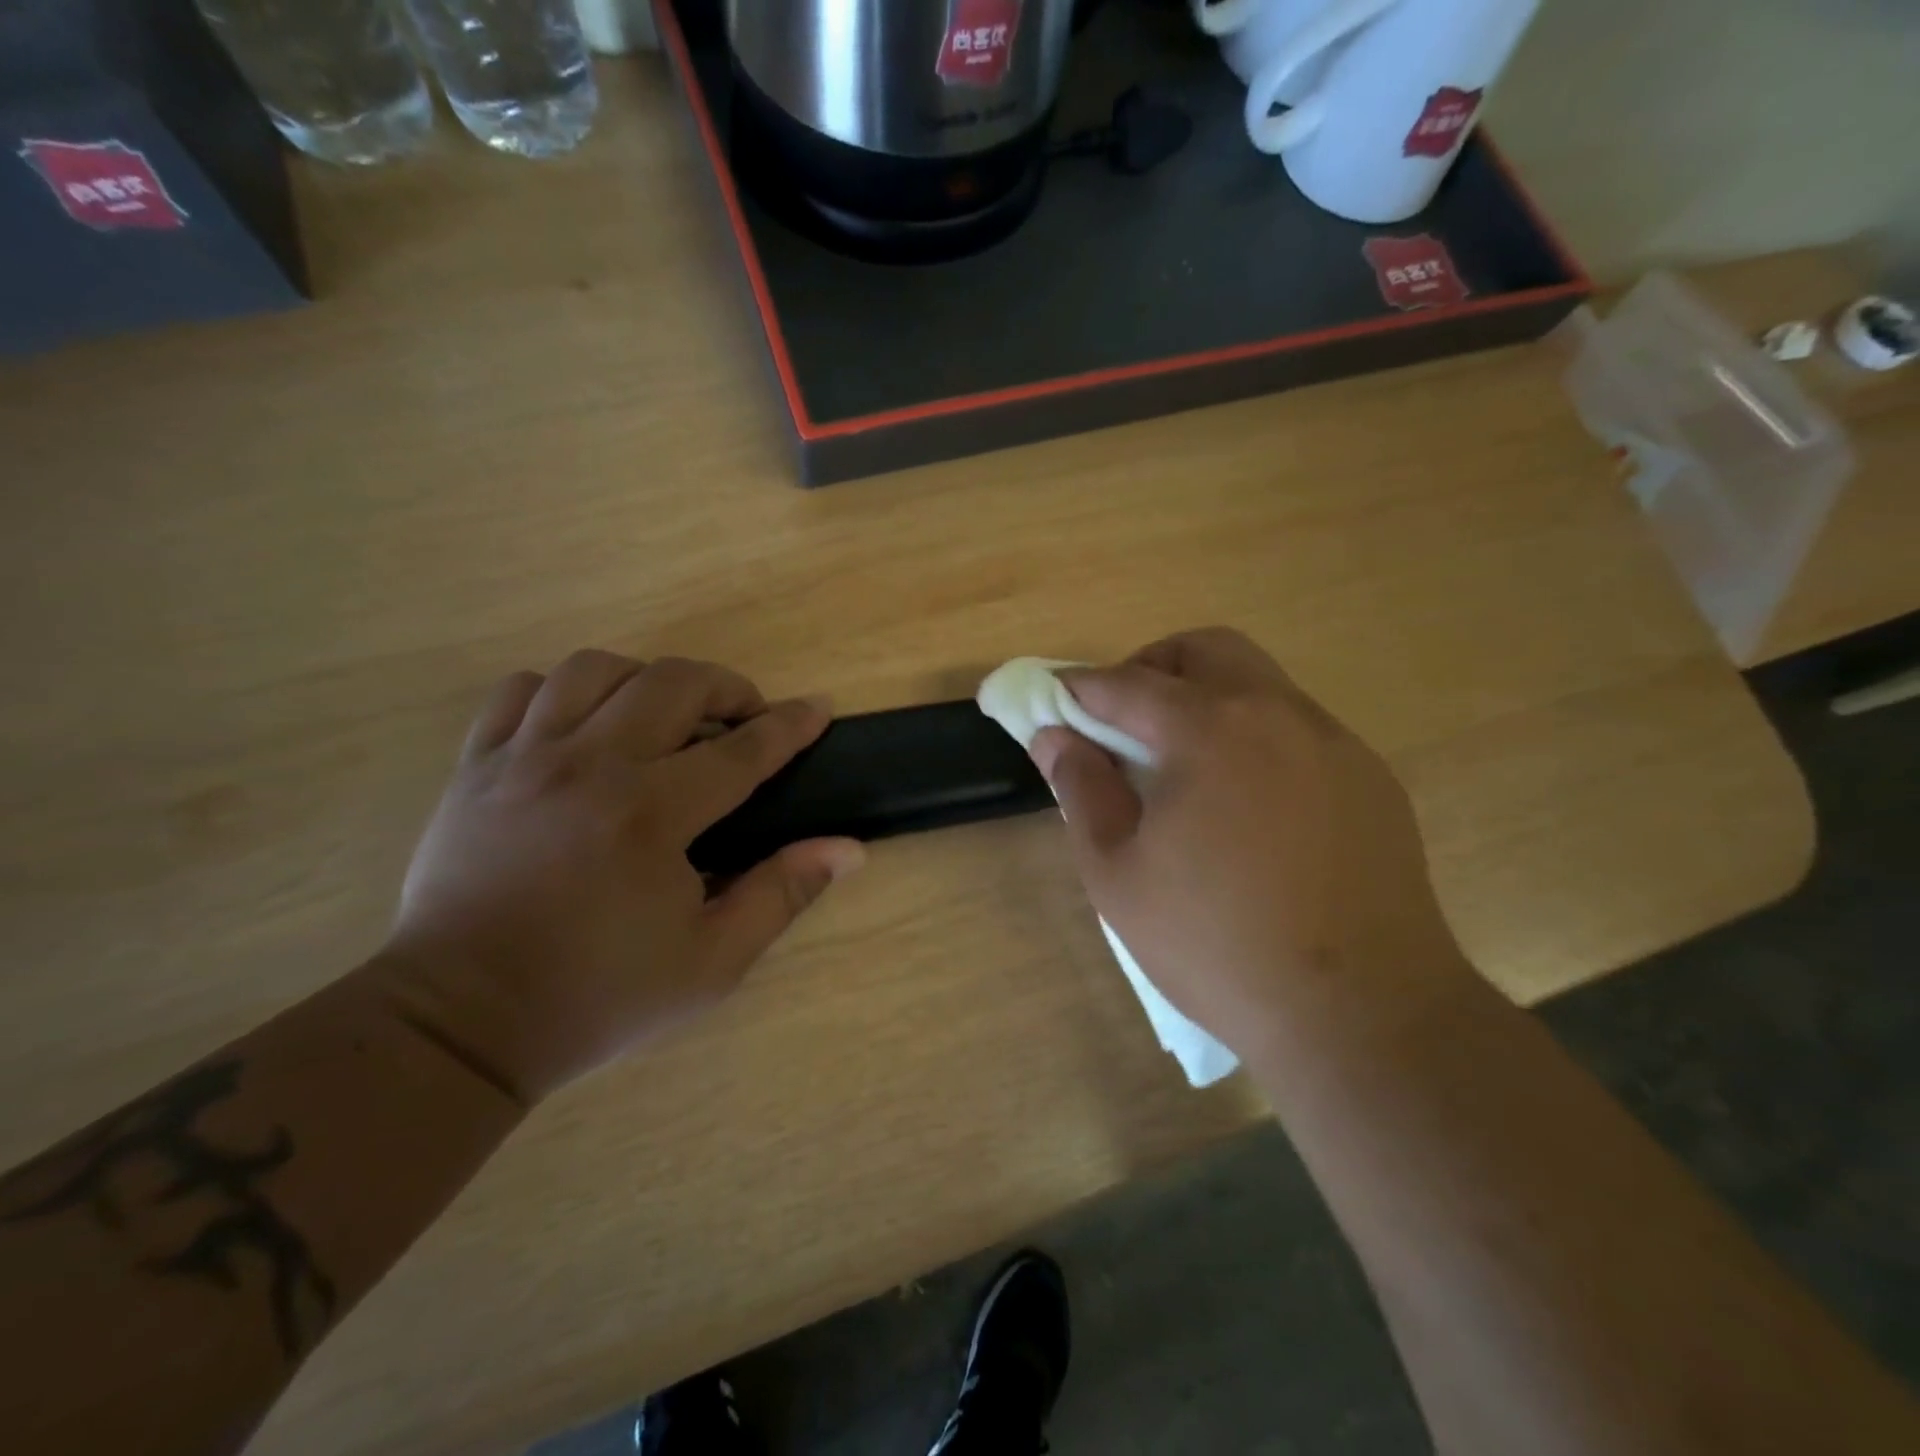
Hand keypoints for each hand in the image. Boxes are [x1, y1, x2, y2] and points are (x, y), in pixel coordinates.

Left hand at [379, 651, 863, 1103]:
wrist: (461, 1023)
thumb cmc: (597, 995)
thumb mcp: (711, 962)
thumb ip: (782, 894)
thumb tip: (848, 849)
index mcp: (650, 815)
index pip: (742, 750)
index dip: (789, 725)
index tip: (818, 708)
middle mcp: (588, 767)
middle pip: (671, 681)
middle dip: (726, 687)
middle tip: (745, 718)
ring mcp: (524, 759)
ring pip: (595, 669)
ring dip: (646, 680)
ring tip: (665, 717)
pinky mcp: (476, 767)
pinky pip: (520, 691)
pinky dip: (563, 692)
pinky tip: (584, 727)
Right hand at [1029, 628, 1467, 1059]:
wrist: (1362, 1014)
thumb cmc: (1216, 944)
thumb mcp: (1118, 874)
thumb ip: (1081, 790)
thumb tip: (1054, 737)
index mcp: (1210, 731)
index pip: (1127, 684)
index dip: (1079, 689)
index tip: (1052, 702)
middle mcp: (1278, 714)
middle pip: (1205, 650)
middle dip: (1151, 669)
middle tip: (1123, 722)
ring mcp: (1334, 743)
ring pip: (1258, 682)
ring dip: (1206, 698)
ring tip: (1183, 765)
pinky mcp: (1371, 778)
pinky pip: (1297, 728)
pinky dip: (1254, 735)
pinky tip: (1246, 804)